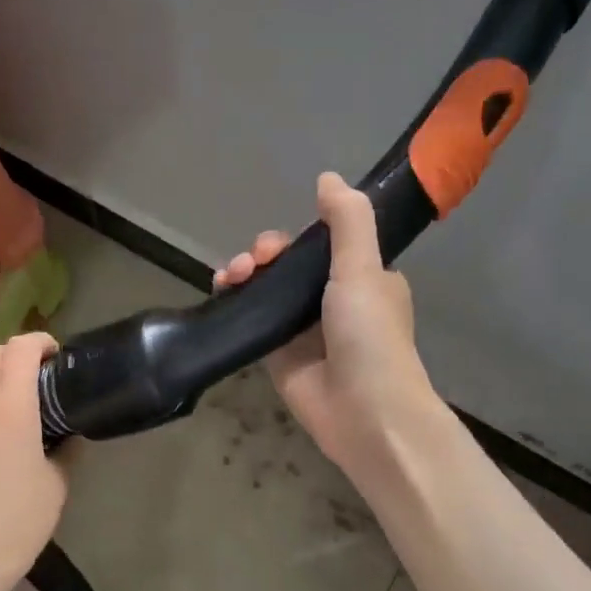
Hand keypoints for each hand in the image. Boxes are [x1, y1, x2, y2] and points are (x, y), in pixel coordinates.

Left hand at [0, 332, 66, 590]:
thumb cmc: (18, 523)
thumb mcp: (57, 485)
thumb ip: (66, 450)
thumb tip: (70, 435)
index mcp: (10, 410)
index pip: (19, 350)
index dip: (40, 342)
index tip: (56, 354)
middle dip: (16, 355)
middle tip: (37, 375)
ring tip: (5, 393)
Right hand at [215, 172, 439, 473]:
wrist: (365, 412)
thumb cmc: (369, 335)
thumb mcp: (363, 268)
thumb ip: (347, 220)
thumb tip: (327, 177)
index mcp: (363, 280)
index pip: (321, 247)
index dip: (293, 239)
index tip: (275, 245)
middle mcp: (334, 303)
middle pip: (289, 267)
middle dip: (264, 256)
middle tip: (251, 263)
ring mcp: (304, 332)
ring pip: (268, 292)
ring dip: (245, 276)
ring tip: (230, 277)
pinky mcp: (280, 358)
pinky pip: (254, 323)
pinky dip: (236, 306)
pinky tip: (220, 295)